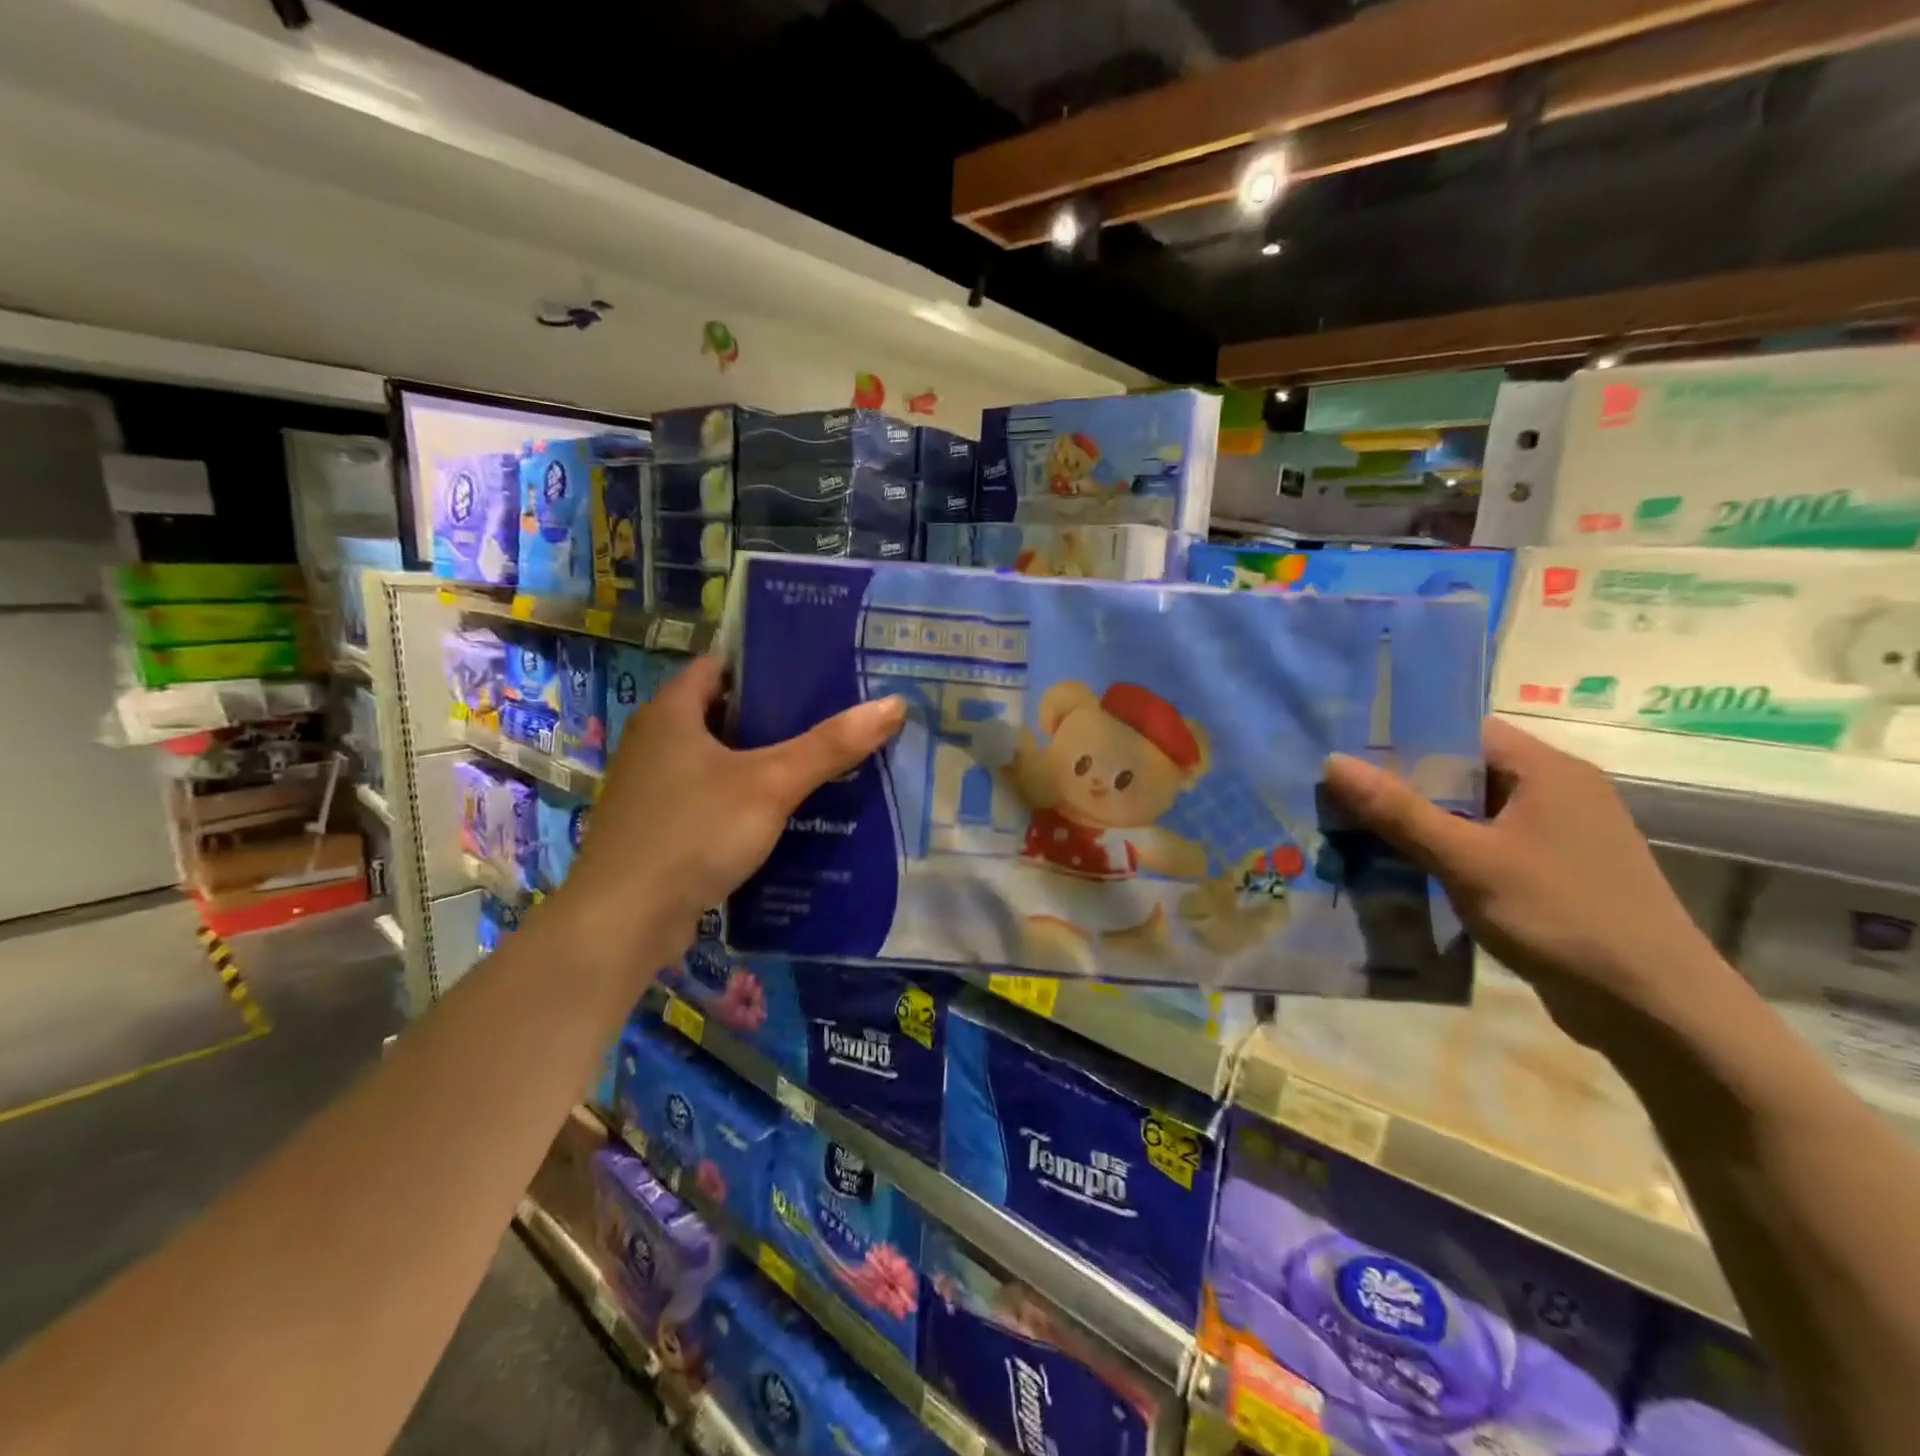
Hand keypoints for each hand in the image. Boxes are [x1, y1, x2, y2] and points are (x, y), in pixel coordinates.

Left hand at [561, 656, 903, 960]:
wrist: (623, 922)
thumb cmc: (694, 833)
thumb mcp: (771, 784)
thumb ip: (831, 746)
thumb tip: (893, 704)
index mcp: (671, 713)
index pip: (721, 665)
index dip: (767, 662)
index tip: (816, 669)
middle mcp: (655, 741)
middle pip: (723, 712)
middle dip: (775, 714)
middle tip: (832, 715)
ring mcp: (653, 788)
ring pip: (718, 759)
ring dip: (761, 760)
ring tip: (819, 760)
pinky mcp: (659, 827)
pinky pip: (711, 797)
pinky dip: (744, 797)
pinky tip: (785, 812)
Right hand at [1323, 717, 1732, 1040]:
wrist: (1654, 1010)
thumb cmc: (1562, 916)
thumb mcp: (1468, 860)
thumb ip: (1399, 811)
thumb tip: (1333, 762)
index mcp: (1549, 771)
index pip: (1464, 731)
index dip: (1405, 736)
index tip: (1347, 750)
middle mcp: (1556, 793)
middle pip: (1463, 772)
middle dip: (1400, 784)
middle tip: (1336, 792)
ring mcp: (1556, 836)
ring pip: (1469, 813)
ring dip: (1417, 823)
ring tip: (1351, 828)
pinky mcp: (1550, 874)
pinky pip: (1482, 847)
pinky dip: (1442, 852)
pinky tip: (1397, 868)